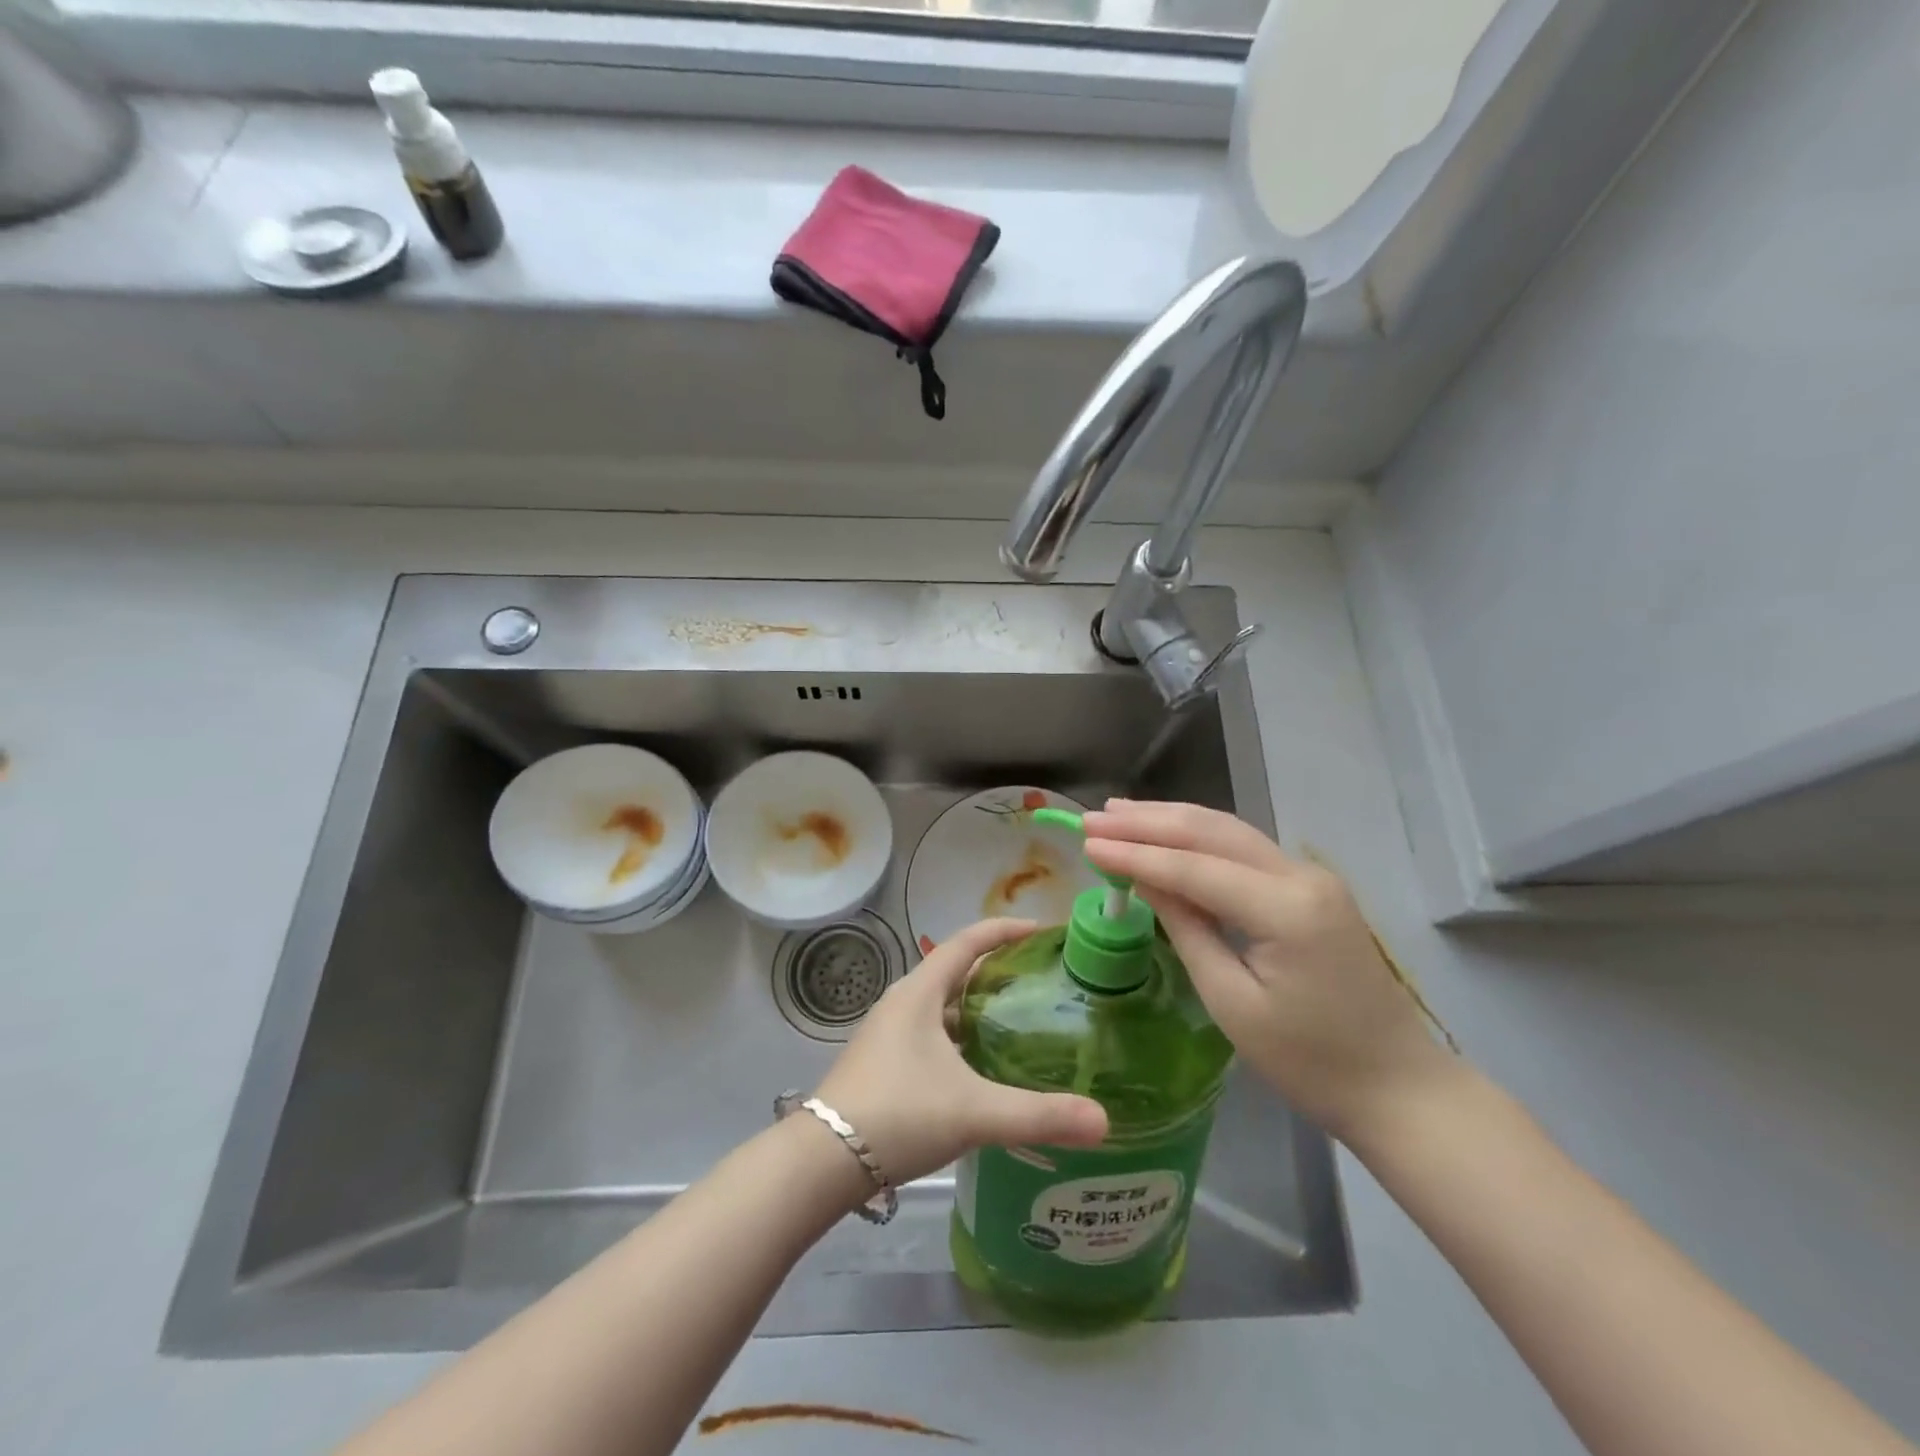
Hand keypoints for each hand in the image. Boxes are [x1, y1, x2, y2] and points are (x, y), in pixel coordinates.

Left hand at [815, 918, 1108, 1187]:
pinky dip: (961, 1040)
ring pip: (943, 1008)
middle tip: (1041, 983)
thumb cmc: (898, 1114)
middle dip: (998, 972)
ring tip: (1020, 1025)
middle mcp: (903, 1003)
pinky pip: (932, 1036)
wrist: (821, 1161)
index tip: (1043, 931)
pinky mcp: (884, 1063)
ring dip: (978, 1010)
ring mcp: (889, 1034)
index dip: (1005, 930)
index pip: (968, 941)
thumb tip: (1104, 1121)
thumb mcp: (973, 1112)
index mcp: (920, 993)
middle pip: (956, 972)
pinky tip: (982, 1071)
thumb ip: (1038, 1115)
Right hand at [1082, 800, 1454, 1144]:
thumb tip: (1143, 879)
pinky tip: (1169, 833)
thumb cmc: (1310, 1061)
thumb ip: (1187, 929)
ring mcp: (1311, 876)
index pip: (1193, 867)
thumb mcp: (1232, 1002)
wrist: (1399, 1086)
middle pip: (1212, 832)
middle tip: (1094, 818)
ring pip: (1229, 831)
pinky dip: (1199, 837)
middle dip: (1148, 822)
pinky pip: (1244, 849)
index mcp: (1286, 908)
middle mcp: (1301, 875)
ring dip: (1172, 819)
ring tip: (1120, 814)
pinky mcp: (1311, 887)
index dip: (1135, 854)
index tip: (1086, 843)